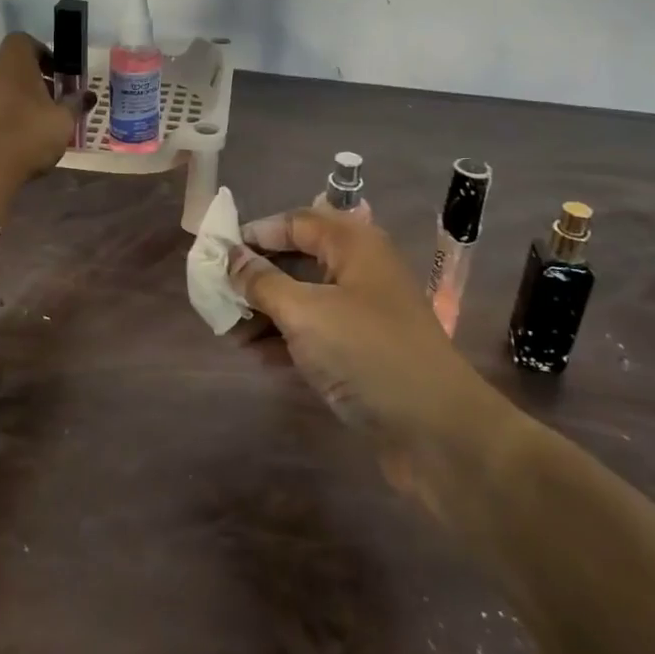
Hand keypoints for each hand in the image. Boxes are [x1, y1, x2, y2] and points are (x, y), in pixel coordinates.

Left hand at [0, 33, 92, 201]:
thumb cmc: (27, 136)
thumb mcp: (63, 121)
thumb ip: (76, 104)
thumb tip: (88, 95)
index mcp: (12, 63)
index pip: (24, 40)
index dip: (43, 52)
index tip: (57, 74)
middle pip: (11, 66)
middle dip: (33, 80)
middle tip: (52, 102)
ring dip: (16, 99)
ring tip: (34, 125)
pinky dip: (0, 116)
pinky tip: (14, 140)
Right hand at [229, 208, 521, 508]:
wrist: (437, 431)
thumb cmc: (367, 353)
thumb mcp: (305, 313)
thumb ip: (262, 282)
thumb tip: (230, 257)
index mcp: (353, 244)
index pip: (295, 221)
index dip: (256, 233)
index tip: (217, 253)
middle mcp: (360, 270)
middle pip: (298, 259)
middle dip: (257, 276)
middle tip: (218, 295)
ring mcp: (363, 312)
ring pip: (304, 298)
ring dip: (266, 312)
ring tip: (228, 331)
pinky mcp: (363, 350)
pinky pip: (315, 332)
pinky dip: (286, 339)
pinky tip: (256, 356)